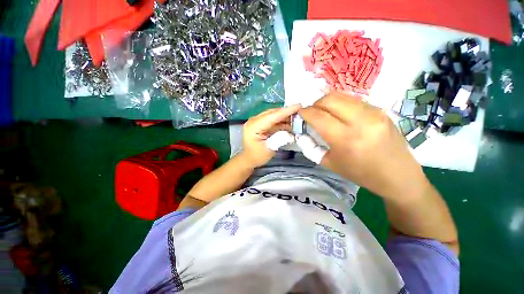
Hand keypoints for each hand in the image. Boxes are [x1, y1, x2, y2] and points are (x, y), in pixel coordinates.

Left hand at [241, 104, 301, 167]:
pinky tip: (289, 123)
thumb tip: (291, 132)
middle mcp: (253, 121)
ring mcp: (256, 121)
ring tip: (297, 118)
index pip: (271, 116)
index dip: (285, 111)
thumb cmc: (258, 156)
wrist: (249, 159)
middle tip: (301, 111)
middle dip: (286, 112)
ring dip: (284, 116)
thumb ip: (280, 139)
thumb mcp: (270, 149)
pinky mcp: (259, 123)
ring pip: (273, 115)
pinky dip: (281, 120)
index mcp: (253, 127)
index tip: (299, 106)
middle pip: (272, 113)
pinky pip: (272, 119)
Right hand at [299, 92, 429, 199]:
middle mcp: (361, 121)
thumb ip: (312, 146)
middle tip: (312, 113)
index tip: (300, 113)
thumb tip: (302, 132)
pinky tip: (340, 115)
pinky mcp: (381, 110)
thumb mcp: (329, 163)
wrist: (398, 175)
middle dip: (315, 103)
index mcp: (346, 139)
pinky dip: (341, 104)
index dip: (305, 112)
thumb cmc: (360, 173)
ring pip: (342, 96)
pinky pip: (354, 100)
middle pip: (330, 99)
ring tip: (325, 113)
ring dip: (328, 102)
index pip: (319, 116)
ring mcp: (374, 113)